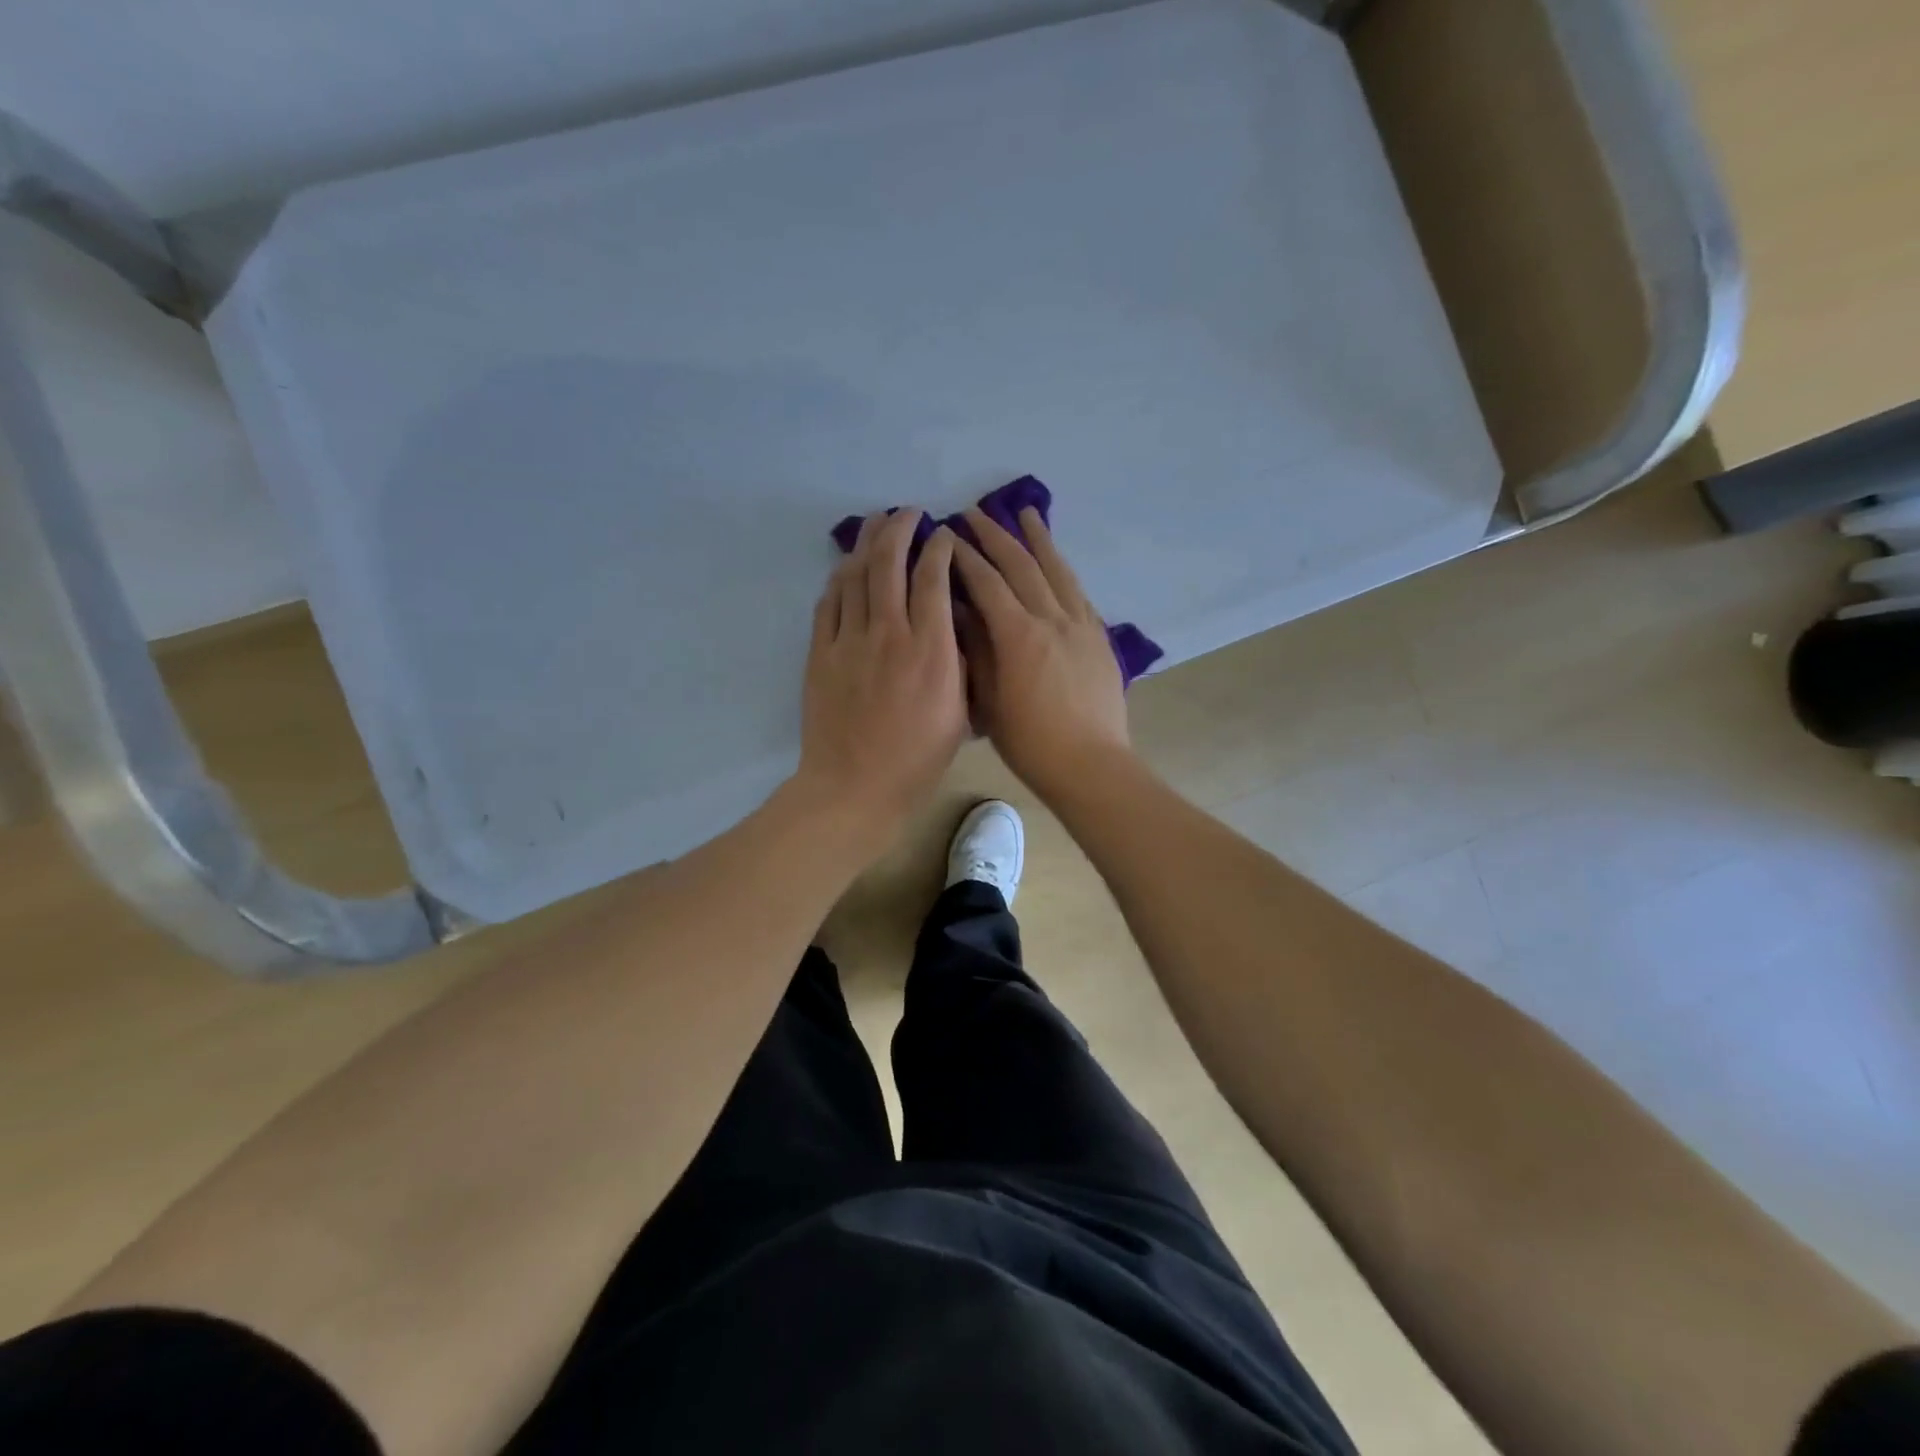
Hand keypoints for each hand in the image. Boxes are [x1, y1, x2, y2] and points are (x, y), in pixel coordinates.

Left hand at [795, 511, 967, 845]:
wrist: (854, 787)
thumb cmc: (917, 760)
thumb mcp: (959, 714)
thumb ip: (958, 663)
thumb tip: (953, 626)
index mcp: (930, 648)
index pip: (934, 578)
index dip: (940, 548)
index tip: (945, 535)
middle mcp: (889, 632)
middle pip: (889, 563)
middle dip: (899, 528)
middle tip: (908, 514)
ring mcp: (849, 641)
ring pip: (854, 575)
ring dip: (866, 544)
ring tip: (876, 525)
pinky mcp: (820, 653)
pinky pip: (829, 603)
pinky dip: (840, 579)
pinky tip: (846, 569)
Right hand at [951, 506, 1130, 799]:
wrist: (1091, 765)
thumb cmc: (1030, 743)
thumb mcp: (989, 701)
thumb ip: (976, 651)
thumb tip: (959, 611)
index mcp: (1019, 635)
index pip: (987, 583)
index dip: (964, 557)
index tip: (946, 535)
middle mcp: (1052, 620)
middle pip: (1022, 566)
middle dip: (996, 536)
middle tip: (976, 513)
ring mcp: (1082, 626)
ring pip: (1058, 571)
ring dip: (1039, 540)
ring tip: (1027, 513)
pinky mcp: (1100, 639)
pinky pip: (1079, 593)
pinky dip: (1064, 571)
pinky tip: (1058, 564)